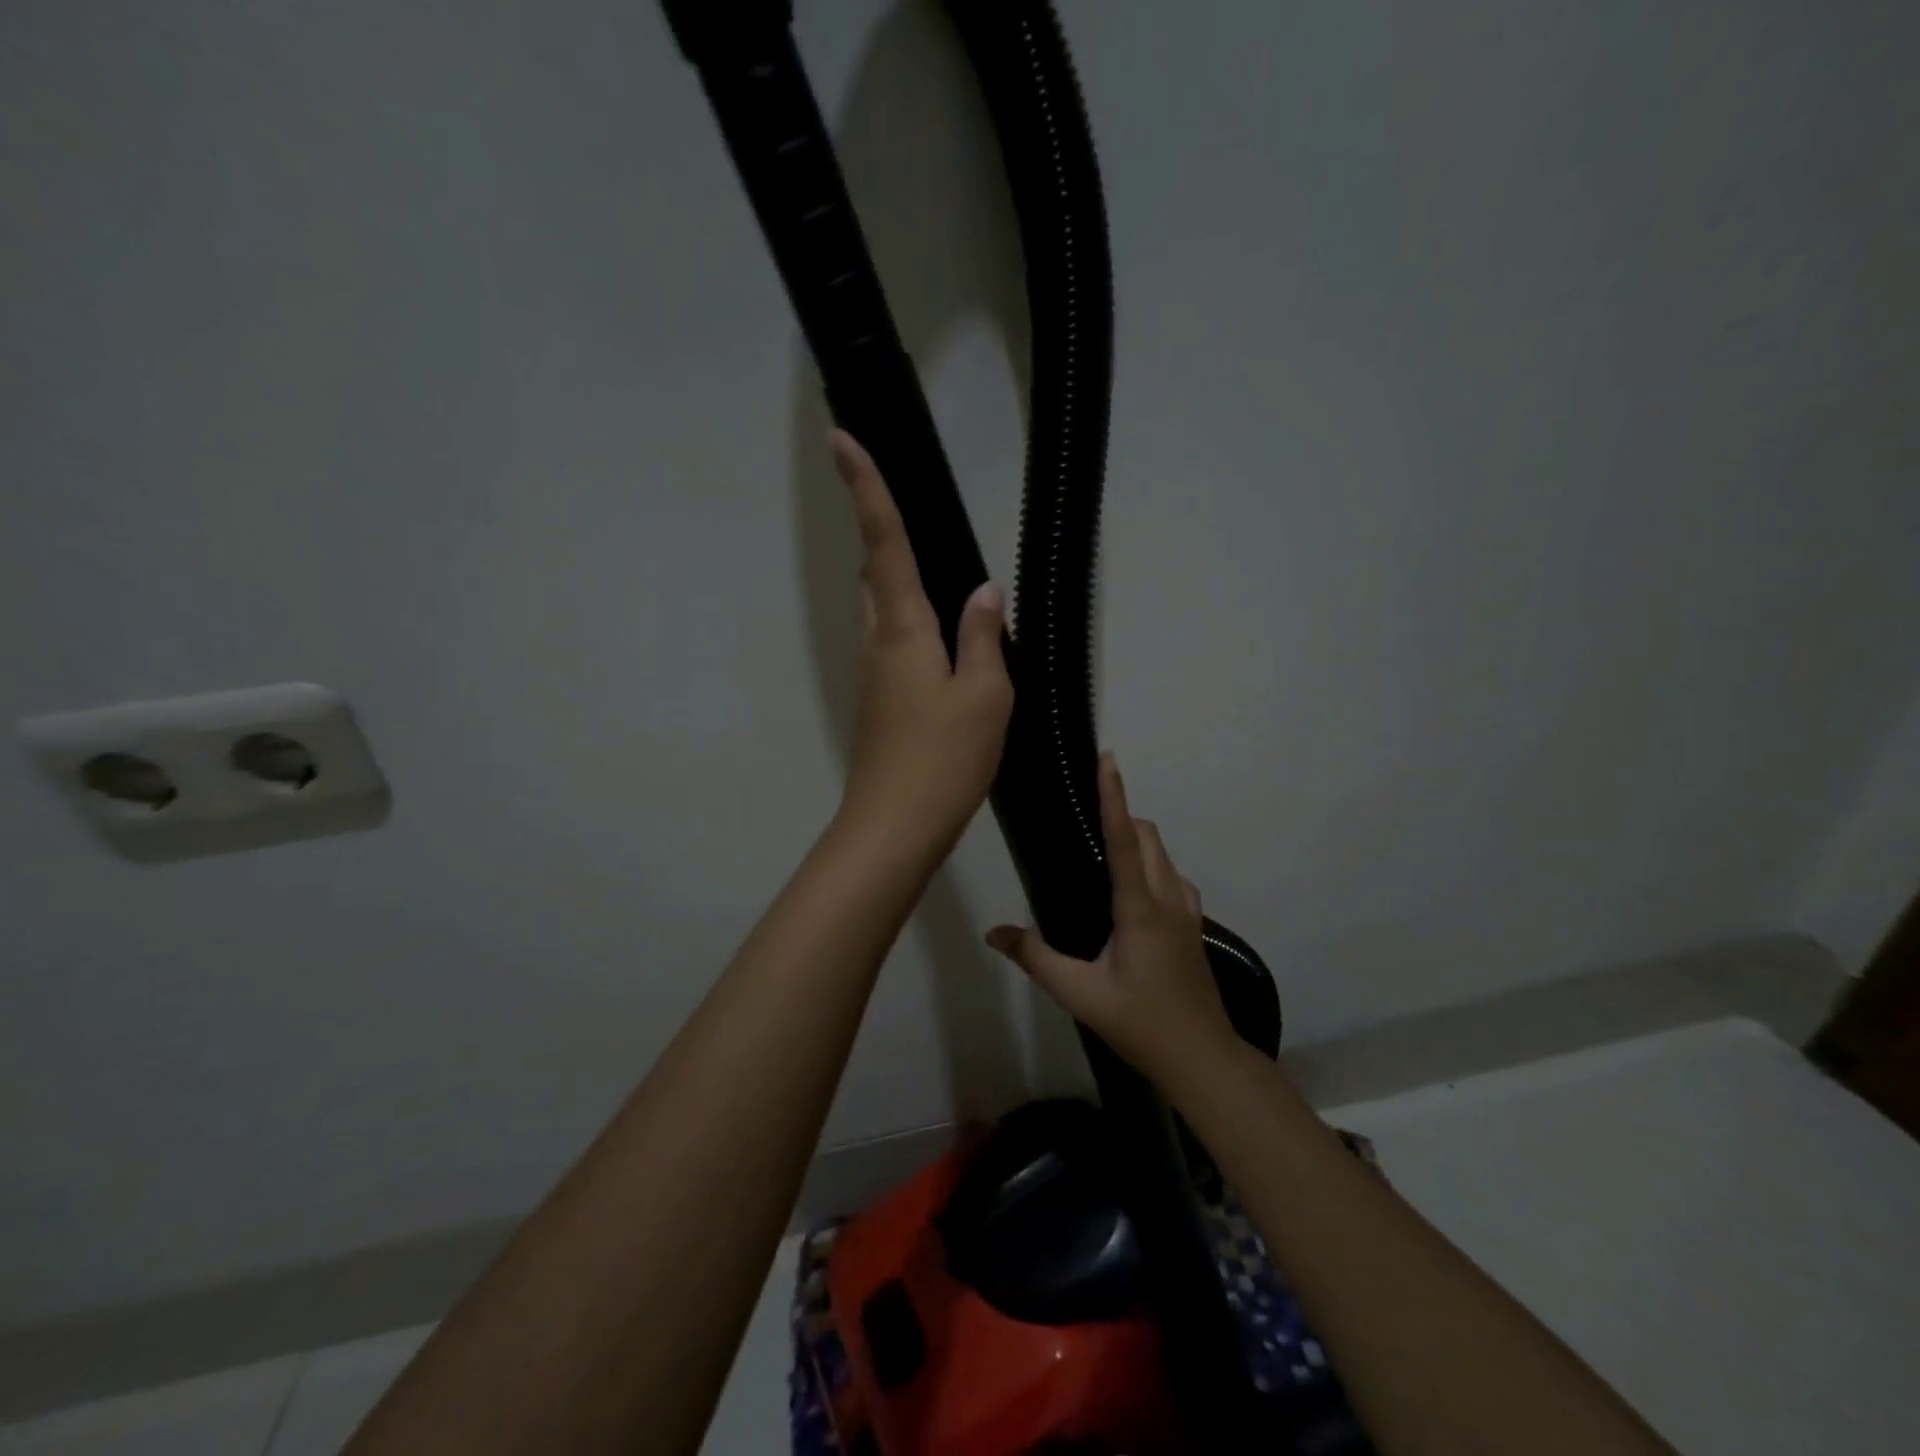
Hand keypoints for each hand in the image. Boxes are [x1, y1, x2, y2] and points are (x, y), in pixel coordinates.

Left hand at [831, 430, 1012, 856]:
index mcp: (903, 629)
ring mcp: (874, 674)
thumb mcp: (984, 694)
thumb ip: (983, 637)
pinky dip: (910, 622)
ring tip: (935, 570)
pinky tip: (942, 639)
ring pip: (882, 609)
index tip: (842, 439)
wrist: (896, 825)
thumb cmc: (944, 758)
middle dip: (882, 533)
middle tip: (900, 504)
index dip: (866, 490)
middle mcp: (878, 642)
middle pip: (875, 573)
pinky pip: (893, 642)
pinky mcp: (879, 701)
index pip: (885, 544)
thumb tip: (983, 590)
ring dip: (897, 580)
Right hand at [987, 755, 1237, 1083]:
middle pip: (1147, 836)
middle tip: (1085, 815)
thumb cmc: (1140, 1023)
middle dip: (1121, 814)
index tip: (1108, 760)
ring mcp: (1187, 910)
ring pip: (1163, 854)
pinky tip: (1131, 891)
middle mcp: (1167, 898)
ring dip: (1137, 839)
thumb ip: (1036, 959)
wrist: (1202, 1058)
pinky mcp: (1194, 924)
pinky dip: (1151, 864)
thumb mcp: (1080, 995)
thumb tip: (994, 933)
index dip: (1114, 797)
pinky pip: (1172, 876)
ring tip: (1102, 850)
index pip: (1123, 840)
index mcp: (1139, 908)